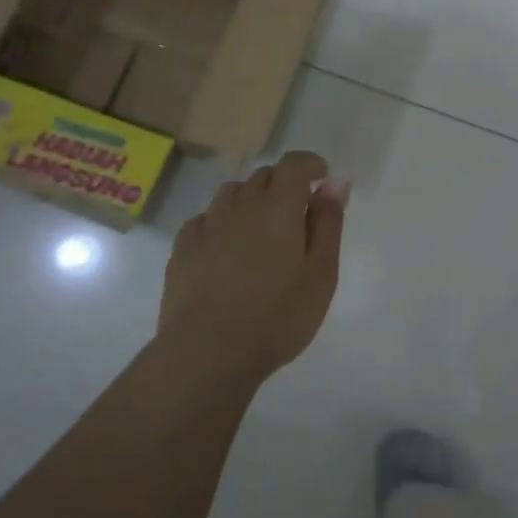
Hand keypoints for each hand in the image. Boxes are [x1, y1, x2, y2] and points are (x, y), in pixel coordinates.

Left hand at [159, 151, 348, 379]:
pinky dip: (223, 222)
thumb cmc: (277, 317)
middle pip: (263, 176)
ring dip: (252, 200)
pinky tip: (227, 250)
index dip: (310, 164)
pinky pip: (207, 218)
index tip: (322, 178)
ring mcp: (207, 225)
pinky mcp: (182, 247)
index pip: (294, 164)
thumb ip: (328, 223)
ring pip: (233, 194)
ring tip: (262, 231)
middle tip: (297, 215)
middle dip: (284, 184)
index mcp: (278, 207)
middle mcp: (240, 205)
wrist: (206, 353)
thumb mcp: (321, 274)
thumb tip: (335, 183)